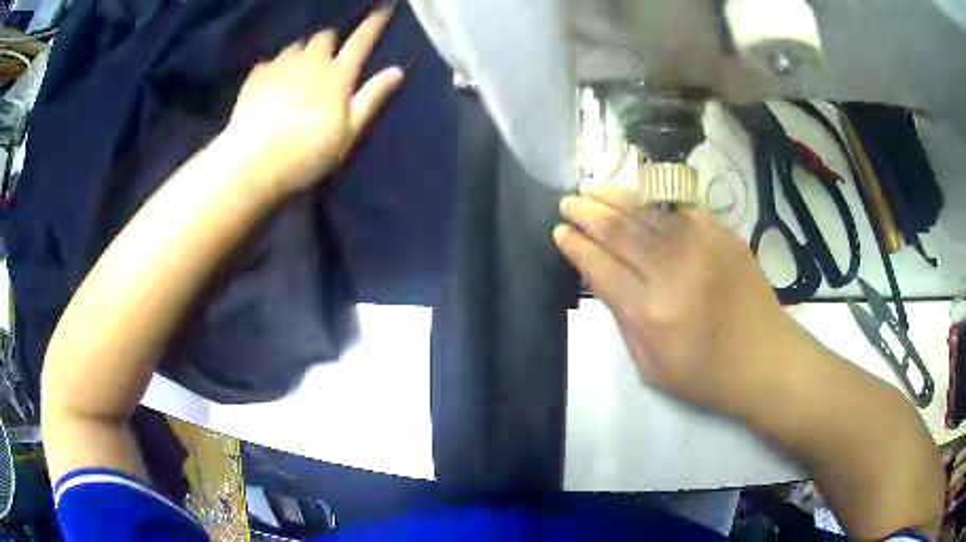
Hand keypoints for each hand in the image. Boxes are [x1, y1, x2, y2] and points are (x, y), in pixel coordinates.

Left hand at [227, 7, 403, 195]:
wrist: (252, 165)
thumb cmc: (307, 153)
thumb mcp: (349, 132)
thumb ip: (372, 98)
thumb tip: (397, 71)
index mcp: (337, 73)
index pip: (361, 41)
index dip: (374, 24)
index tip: (384, 8)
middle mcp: (308, 61)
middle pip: (323, 37)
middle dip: (330, 41)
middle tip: (329, 57)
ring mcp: (278, 67)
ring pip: (295, 47)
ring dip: (302, 52)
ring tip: (299, 70)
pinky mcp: (254, 80)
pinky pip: (269, 63)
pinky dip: (275, 68)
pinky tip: (271, 83)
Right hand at [554, 184, 809, 417]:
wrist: (766, 359)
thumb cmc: (706, 375)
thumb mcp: (651, 367)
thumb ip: (623, 320)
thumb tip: (602, 277)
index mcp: (651, 312)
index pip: (601, 267)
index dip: (576, 247)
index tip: (560, 232)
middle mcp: (674, 270)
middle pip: (619, 230)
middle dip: (587, 212)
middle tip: (568, 203)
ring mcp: (702, 245)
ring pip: (647, 209)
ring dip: (613, 195)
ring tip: (590, 187)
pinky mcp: (723, 234)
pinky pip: (681, 205)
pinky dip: (654, 196)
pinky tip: (637, 191)